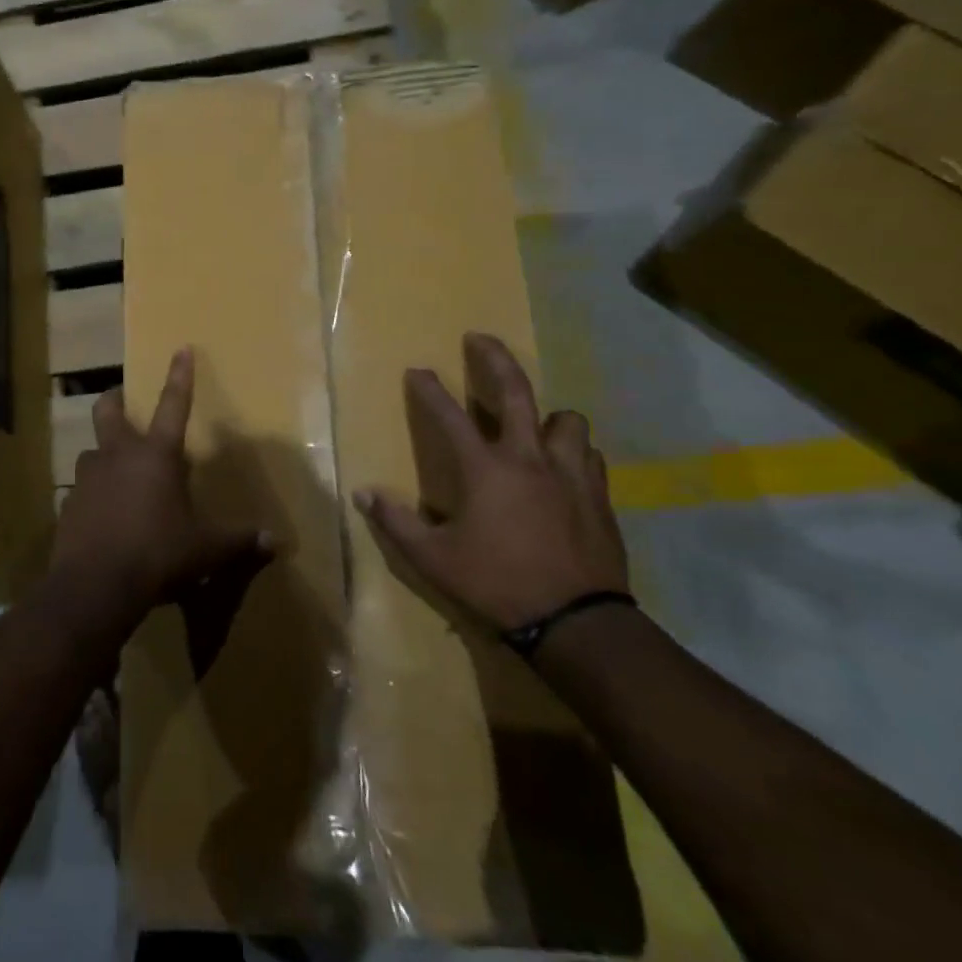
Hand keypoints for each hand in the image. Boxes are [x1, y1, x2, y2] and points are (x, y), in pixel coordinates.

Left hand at [56, 347, 271, 603]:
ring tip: (118, 473)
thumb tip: (276, 542)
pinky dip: (93, 495)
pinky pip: (81, 491)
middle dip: (116, 399)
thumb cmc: (157, 555)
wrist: (95, 585)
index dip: (179, 376)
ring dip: (104, 455)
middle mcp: (117, 456)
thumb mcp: (206, 550)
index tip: (181, 349)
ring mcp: (87, 478)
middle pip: (108, 410)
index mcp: (155, 456)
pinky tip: (103, 517)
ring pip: (91, 451)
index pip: (173, 405)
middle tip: (123, 400)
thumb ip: (239, 541)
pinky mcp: (68, 504)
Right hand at [352, 333, 626, 632]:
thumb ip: (396, 522)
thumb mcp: (433, 559)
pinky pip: (590, 456)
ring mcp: (570, 474)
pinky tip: (563, 467)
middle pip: (516, 391)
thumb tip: (363, 494)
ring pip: (567, 420)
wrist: (578, 621)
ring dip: (548, 416)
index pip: (449, 416)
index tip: (418, 369)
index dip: (429, 390)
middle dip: (495, 358)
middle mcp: (529, 458)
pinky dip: (573, 452)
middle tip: (480, 339)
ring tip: (535, 425)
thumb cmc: (497, 583)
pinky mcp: (598, 496)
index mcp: (486, 469)